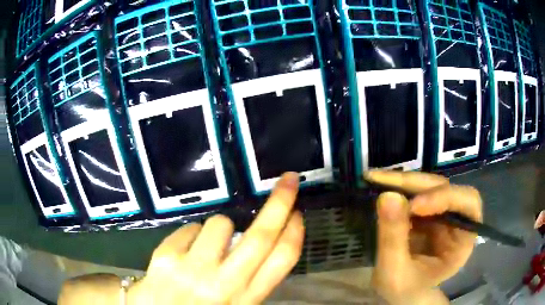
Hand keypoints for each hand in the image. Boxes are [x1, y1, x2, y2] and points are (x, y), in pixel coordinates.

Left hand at [128, 172, 303, 304]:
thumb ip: (249, 281)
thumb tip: (256, 243)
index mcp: (246, 300)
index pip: (281, 262)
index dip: (294, 233)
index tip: (298, 213)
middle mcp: (223, 285)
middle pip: (261, 237)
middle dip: (280, 203)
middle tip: (288, 180)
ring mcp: (192, 270)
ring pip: (220, 224)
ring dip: (220, 228)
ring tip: (208, 246)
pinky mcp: (165, 257)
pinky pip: (189, 228)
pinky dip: (192, 235)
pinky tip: (184, 253)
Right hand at [366, 171, 481, 304]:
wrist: (401, 294)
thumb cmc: (404, 291)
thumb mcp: (395, 273)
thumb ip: (393, 240)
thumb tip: (387, 195)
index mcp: (462, 241)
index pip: (468, 204)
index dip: (445, 198)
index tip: (413, 206)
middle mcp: (456, 221)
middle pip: (447, 188)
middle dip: (417, 184)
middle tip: (382, 181)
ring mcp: (441, 215)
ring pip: (430, 185)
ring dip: (404, 182)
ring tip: (375, 179)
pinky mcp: (427, 212)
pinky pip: (416, 192)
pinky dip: (398, 187)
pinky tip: (380, 185)